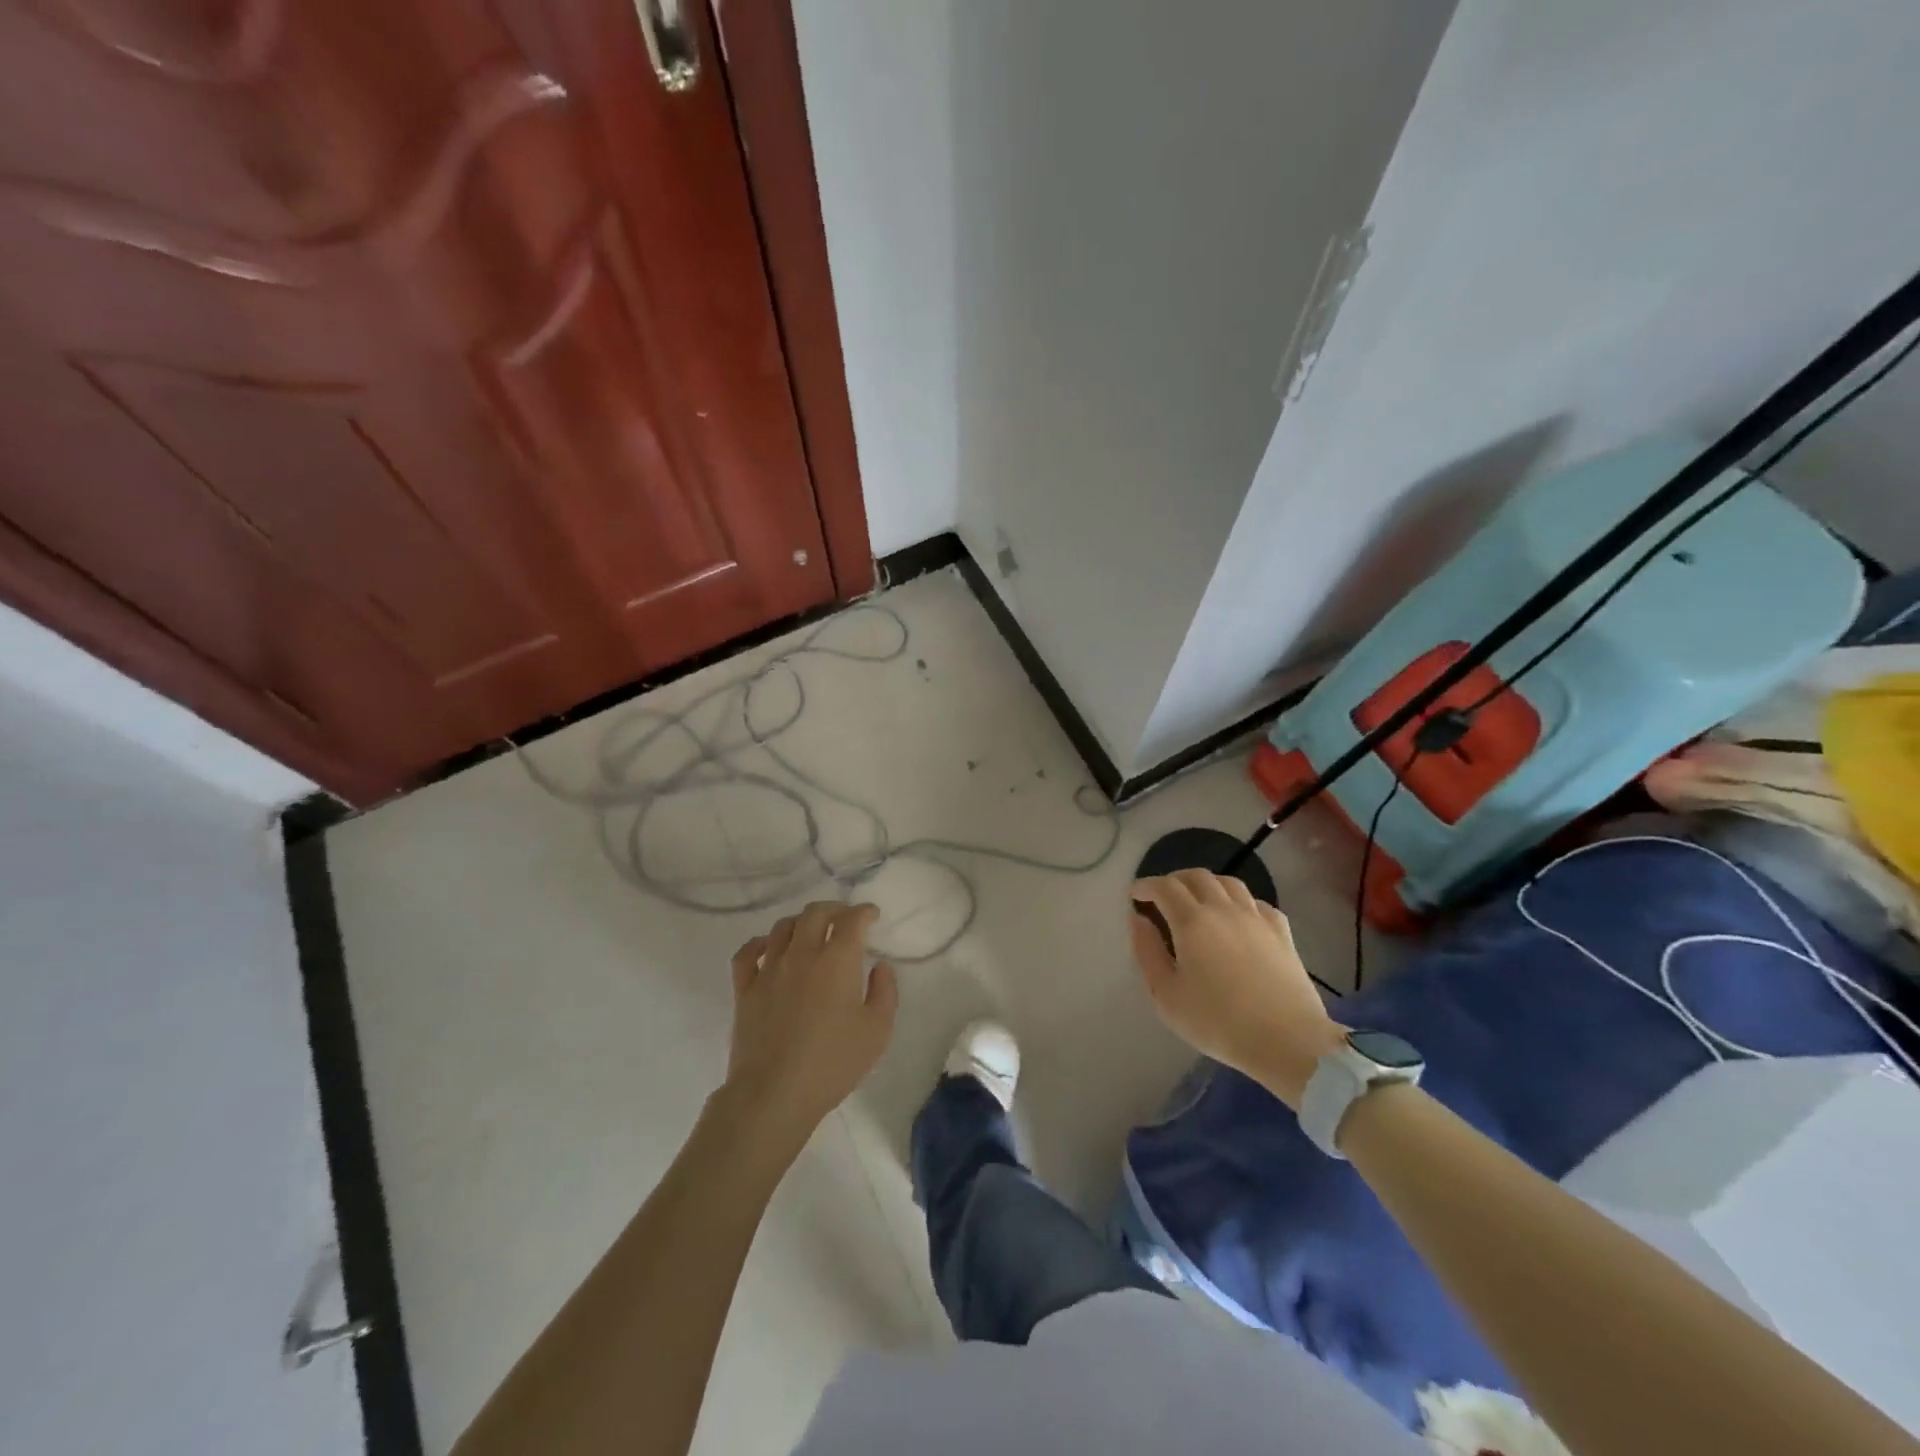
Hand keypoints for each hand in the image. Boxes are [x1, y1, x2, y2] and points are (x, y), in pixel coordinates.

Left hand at [722, 901, 897, 1148]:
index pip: (852, 920)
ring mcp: (769, 969)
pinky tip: (768, 947)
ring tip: (811, 931)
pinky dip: (759, 943)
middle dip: (834, 909)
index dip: (864, 912)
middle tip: (844, 918)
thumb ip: (885, 992)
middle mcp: (802, 954)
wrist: (774, 1093)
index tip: (872, 915)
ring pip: (783, 927)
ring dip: (801, 922)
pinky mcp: (745, 989)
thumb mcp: (877, 1031)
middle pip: (815, 913)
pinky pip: (747, 953)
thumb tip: (879, 966)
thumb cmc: (833, 1063)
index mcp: (837, 961)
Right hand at [1129, 871, 1343, 1108]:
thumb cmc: (1218, 1022)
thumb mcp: (1166, 996)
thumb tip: (1138, 920)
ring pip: (1229, 882)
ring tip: (1197, 900)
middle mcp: (1223, 909)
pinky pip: (1256, 902)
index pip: (1164, 887)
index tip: (1134, 895)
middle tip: (1162, 896)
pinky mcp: (1282, 932)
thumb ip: (1147, 953)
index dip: (1145, 886)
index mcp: (1192, 921)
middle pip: (1196, 876)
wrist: (1288, 1041)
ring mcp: (1256, 918)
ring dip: (1206, 884)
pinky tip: (1237, 917)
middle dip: (1173, 880)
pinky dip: (1239, 901)